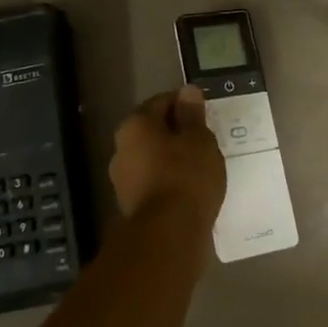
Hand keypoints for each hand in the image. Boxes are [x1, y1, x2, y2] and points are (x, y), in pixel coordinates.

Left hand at [107, 87, 225, 220]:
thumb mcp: (199, 139)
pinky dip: (170, 181)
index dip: (186, 105)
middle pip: (154, 130)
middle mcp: (121, 148)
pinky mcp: (132, 205)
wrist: (168, 235)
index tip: (206, 115)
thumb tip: (187, 91)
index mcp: (135, 125)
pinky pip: (155, 182)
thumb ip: (192, 114)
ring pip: (153, 158)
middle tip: (206, 140)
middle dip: (178, 133)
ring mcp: (123, 179)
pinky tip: (191, 188)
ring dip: (173, 158)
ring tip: (202, 166)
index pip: (162, 102)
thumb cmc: (186, 176)